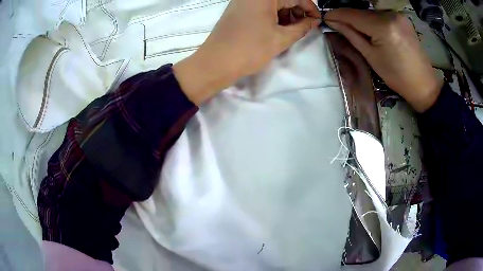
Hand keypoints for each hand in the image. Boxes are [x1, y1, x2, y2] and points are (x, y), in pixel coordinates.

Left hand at [174, 0, 320, 104]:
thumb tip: (314, 21)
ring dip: (285, 14)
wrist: (215, 62)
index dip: (310, 8)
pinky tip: (276, 28)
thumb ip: (302, 27)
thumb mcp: (281, 39)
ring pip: (272, 3)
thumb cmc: (250, 49)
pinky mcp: (237, 8)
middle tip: (303, 28)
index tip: (317, 21)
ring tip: (290, 31)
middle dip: (297, 11)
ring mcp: (243, 0)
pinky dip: (272, 15)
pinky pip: (261, 7)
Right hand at [325, 8, 442, 112]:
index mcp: (383, 27)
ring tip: (354, 29)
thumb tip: (333, 22)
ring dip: (360, 19)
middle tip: (338, 25)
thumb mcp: (371, 58)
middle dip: (348, 17)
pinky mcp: (402, 18)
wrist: (423, 83)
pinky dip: (372, 20)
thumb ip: (352, 35)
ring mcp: (397, 15)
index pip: (353, 14)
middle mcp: (390, 15)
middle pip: (361, 12)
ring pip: (371, 13)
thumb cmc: (397, 77)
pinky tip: (371, 29)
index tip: (325, 18)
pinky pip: (381, 15)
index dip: (337, 15)